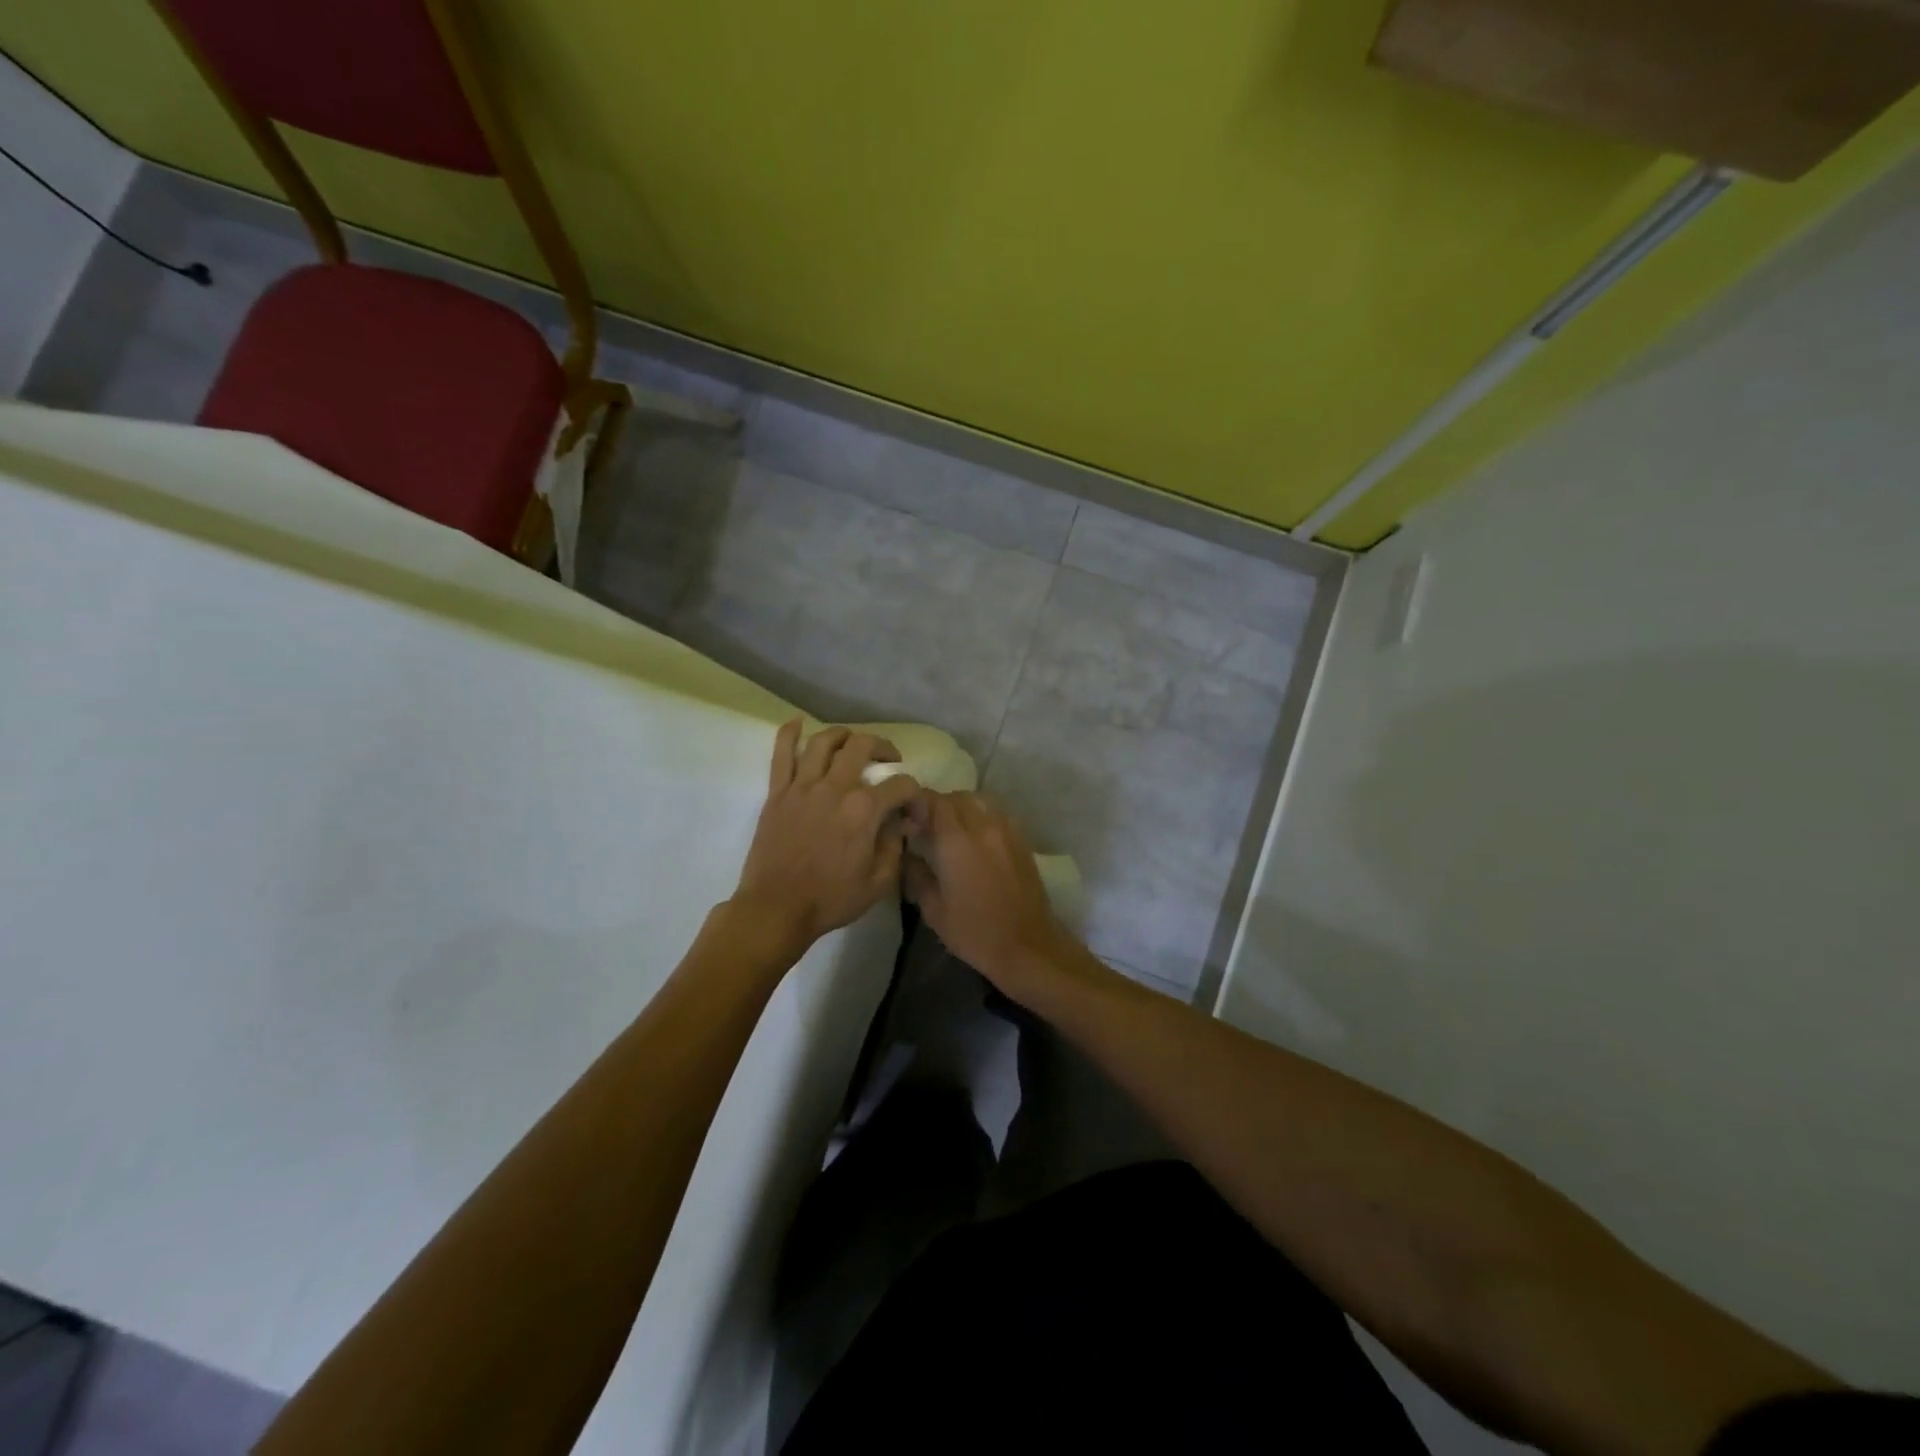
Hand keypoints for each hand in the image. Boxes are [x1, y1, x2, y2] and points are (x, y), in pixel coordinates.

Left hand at [729, 719, 921, 957]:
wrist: (776, 909)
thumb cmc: (830, 900)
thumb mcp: (878, 882)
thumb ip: (894, 847)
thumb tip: (901, 823)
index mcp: (864, 810)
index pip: (901, 784)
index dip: (914, 792)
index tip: (912, 806)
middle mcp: (835, 788)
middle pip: (862, 746)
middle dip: (882, 747)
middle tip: (887, 760)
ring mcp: (803, 786)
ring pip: (824, 741)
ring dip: (843, 734)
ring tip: (851, 742)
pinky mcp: (778, 793)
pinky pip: (781, 753)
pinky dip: (789, 733)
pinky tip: (798, 723)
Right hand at [903, 791, 1073, 992]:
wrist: (1027, 946)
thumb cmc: (975, 932)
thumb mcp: (933, 909)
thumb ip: (916, 874)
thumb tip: (907, 853)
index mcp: (957, 840)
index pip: (933, 801)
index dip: (917, 802)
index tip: (906, 816)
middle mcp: (983, 826)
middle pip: (957, 797)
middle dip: (938, 804)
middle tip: (926, 824)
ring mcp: (1007, 831)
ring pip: (980, 801)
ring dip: (962, 807)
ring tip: (951, 829)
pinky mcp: (1022, 840)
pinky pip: (997, 814)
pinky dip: (982, 816)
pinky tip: (976, 838)